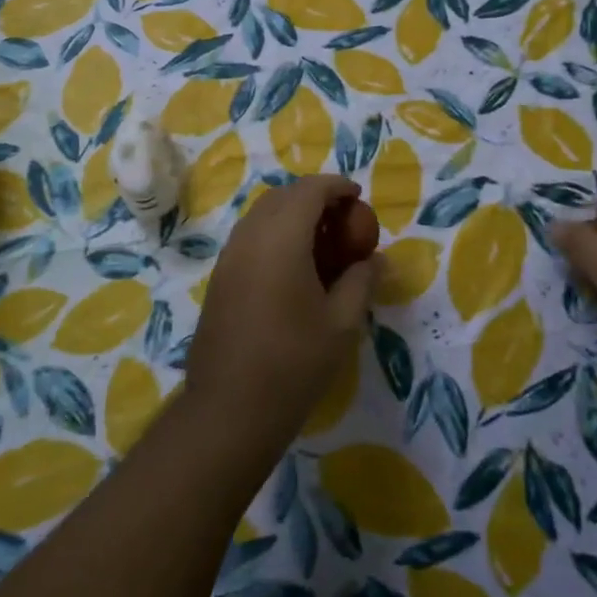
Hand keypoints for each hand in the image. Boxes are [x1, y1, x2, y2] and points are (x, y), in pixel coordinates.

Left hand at [186, 175, 381, 451]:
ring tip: (321, 243)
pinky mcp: (219, 279)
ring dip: (291, 215)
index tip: (358, 197)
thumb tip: (378, 259)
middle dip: (313, 197)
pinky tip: (293, 268)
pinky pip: (249, 238)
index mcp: (281, 239)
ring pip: (261, 215)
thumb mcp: (342, 323)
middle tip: (342, 220)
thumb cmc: (294, 363)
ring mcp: (228, 258)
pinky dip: (274, 235)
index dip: (336, 186)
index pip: (309, 190)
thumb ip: (362, 281)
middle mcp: (249, 237)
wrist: (229, 409)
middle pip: (282, 196)